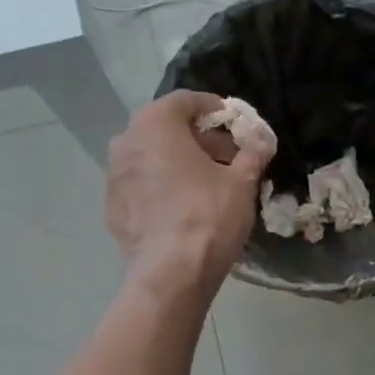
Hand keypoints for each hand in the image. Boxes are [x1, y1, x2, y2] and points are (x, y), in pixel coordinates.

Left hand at [107, 92, 273, 296]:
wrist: (170, 274)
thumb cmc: (208, 216)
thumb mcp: (242, 181)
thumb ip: (252, 154)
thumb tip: (263, 141)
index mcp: (155, 125)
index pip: (185, 100)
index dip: (213, 108)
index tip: (234, 122)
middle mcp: (126, 141)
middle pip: (165, 127)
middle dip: (197, 137)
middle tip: (226, 155)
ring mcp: (113, 176)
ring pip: (150, 155)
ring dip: (177, 160)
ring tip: (206, 181)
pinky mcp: (111, 206)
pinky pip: (140, 184)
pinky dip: (160, 185)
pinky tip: (182, 206)